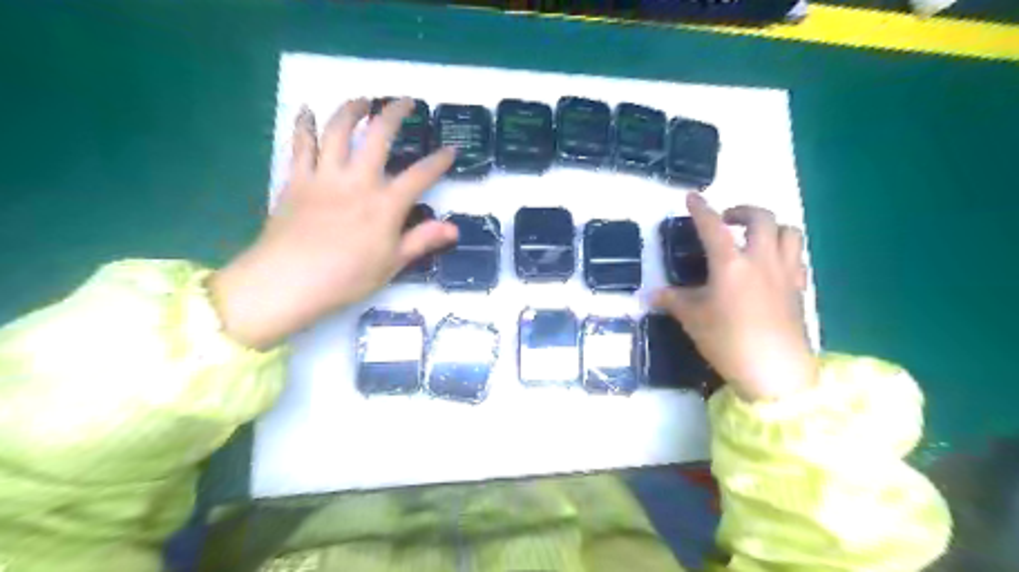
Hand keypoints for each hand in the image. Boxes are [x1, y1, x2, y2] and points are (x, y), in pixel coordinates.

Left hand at [208, 97, 454, 348]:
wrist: (288, 282)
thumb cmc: (346, 278)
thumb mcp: (392, 264)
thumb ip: (422, 241)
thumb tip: (454, 229)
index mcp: (385, 205)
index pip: (420, 176)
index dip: (438, 161)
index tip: (450, 150)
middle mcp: (358, 181)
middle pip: (378, 136)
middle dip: (394, 114)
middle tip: (405, 102)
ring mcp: (325, 177)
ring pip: (338, 131)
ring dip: (352, 110)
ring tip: (362, 100)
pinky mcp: (297, 180)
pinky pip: (301, 145)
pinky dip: (304, 125)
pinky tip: (307, 111)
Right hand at [657, 191, 816, 401]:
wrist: (776, 372)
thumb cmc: (728, 342)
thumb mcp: (693, 320)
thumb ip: (673, 300)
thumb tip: (651, 294)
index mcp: (730, 264)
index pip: (712, 226)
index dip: (700, 209)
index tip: (692, 197)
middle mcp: (761, 259)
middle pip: (761, 217)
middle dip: (742, 210)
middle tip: (727, 220)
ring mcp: (785, 272)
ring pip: (789, 231)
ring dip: (770, 226)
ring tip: (753, 238)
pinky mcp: (799, 288)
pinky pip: (797, 256)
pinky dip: (784, 250)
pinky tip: (771, 265)